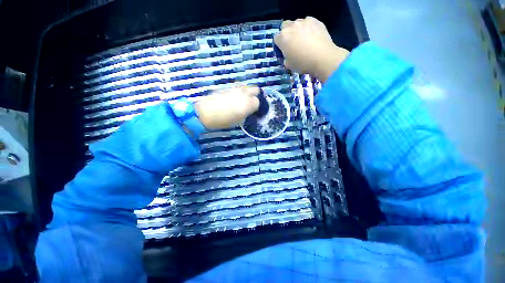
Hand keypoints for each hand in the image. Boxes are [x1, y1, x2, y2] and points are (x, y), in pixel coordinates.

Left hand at [194, 86, 259, 129]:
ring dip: (247, 92)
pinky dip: (239, 92)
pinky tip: (233, 98)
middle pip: (256, 90)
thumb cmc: (224, 120)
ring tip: (242, 100)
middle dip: (255, 95)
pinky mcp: (228, 87)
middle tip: (251, 102)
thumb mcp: (239, 120)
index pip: (258, 102)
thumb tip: (249, 110)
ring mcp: (236, 89)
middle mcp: (244, 94)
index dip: (256, 106)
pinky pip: (237, 88)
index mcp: (248, 103)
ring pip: (246, 87)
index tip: (254, 110)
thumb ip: (246, 113)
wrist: (207, 112)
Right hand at [274, 17, 349, 82]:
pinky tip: (312, 37)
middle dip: (286, 34)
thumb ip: (285, 59)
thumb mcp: (289, 65)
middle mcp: (291, 27)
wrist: (322, 58)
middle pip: (285, 27)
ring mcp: (304, 22)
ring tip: (304, 40)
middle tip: (292, 44)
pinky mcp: (315, 21)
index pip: (276, 38)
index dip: (279, 45)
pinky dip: (308, 28)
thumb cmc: (303, 63)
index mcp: (283, 38)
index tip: (283, 51)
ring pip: (296, 23)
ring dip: (297, 30)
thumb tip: (287, 57)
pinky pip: (308, 22)